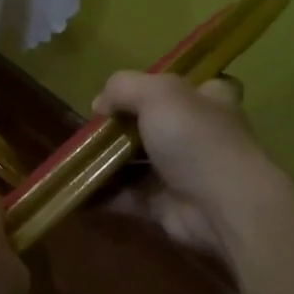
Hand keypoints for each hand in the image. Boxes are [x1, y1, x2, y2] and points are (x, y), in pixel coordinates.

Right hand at [91, 72, 290, 268]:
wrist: (222, 206)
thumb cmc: (195, 140)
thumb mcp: (159, 93)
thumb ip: (123, 87)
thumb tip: (99, 105)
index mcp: (206, 100)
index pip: (181, 88)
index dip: (150, 89)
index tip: (118, 97)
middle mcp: (195, 134)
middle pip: (149, 125)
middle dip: (116, 129)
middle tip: (86, 131)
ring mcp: (179, 172)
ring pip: (133, 162)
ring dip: (103, 162)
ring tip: (72, 160)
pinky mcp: (163, 204)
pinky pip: (125, 196)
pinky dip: (101, 194)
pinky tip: (76, 188)